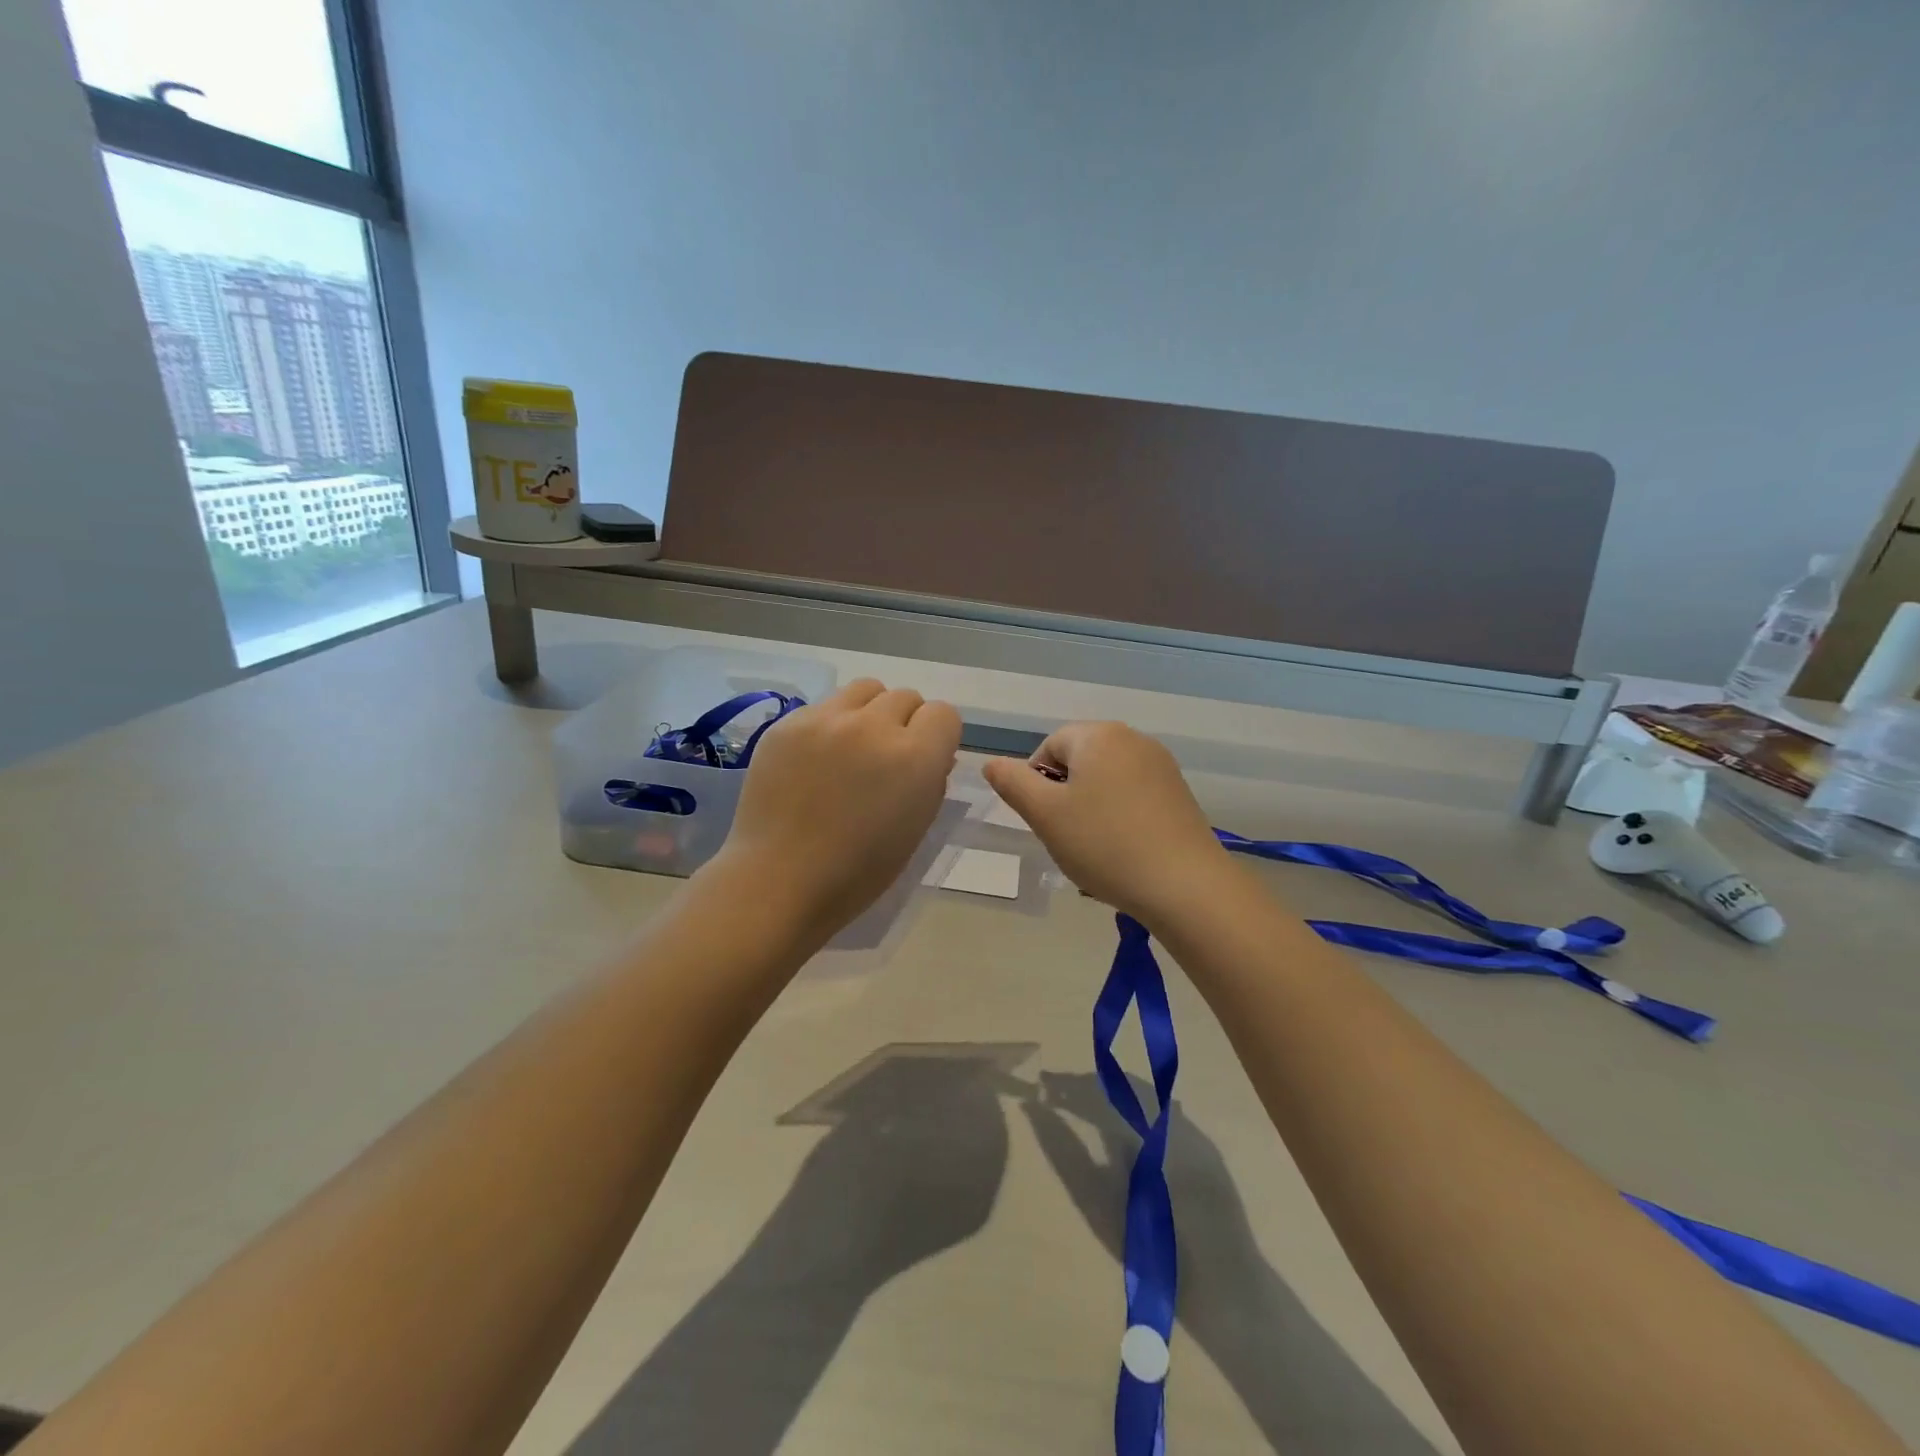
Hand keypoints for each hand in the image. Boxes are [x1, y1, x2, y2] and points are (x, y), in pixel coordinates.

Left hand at [715, 679, 960, 939]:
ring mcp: (826, 719)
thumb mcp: (916, 829)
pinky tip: (815, 760)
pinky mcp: (788, 723)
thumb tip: (931, 756)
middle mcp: (873, 726)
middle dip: (905, 724)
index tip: (925, 760)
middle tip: (886, 760)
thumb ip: (930, 782)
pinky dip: (831, 725)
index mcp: (914, 757)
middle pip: (905, 697)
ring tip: (854, 748)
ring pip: (865, 690)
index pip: (943, 714)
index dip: (938, 737)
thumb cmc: (857, 872)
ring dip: (870, 712)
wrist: (778, 880)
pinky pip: (824, 707)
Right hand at [981, 721, 1231, 926]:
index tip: (1045, 821)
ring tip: (1096, 848)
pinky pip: (1133, 795)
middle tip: (1067, 836)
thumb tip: (992, 763)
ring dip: (1091, 807)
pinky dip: (1119, 816)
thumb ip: (1012, 783)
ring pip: (1106, 780)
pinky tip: (1123, 850)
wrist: (1184, 885)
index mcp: (1098, 735)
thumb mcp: (1045, 815)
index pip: (1048, 747)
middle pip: (1079, 760)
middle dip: (1065, 795)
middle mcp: (1132, 739)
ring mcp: (1161, 765)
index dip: (1037, 784)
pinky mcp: (1178, 792)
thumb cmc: (1104, 845)